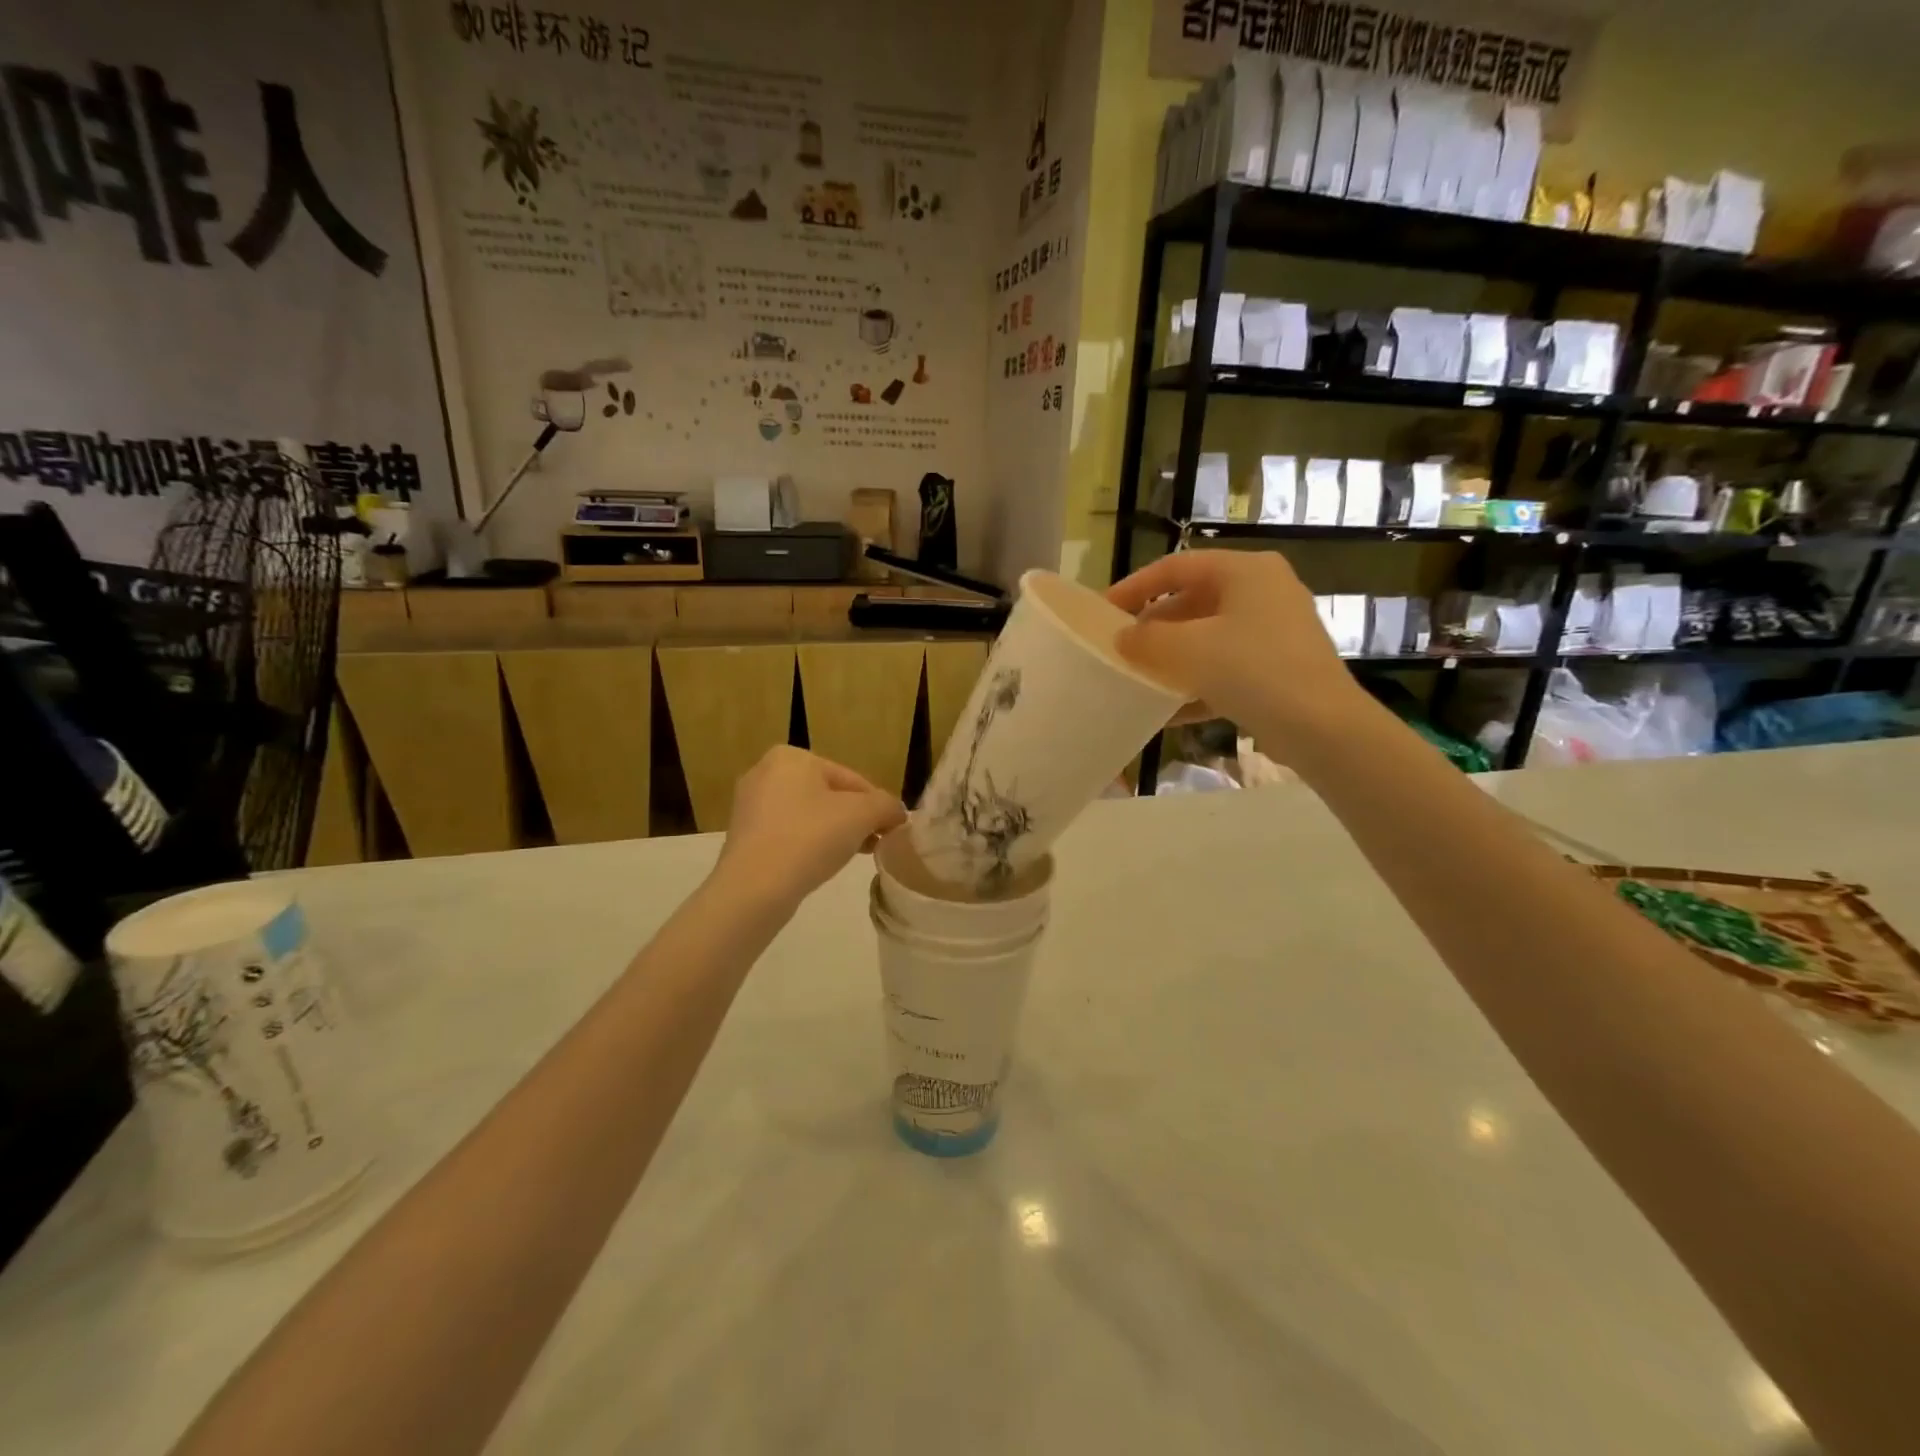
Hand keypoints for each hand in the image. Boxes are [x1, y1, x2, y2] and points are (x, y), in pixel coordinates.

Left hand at [715, 747, 905, 911]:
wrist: (754, 889)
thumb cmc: (810, 838)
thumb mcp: (862, 815)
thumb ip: (887, 806)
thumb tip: (897, 813)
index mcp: (792, 756)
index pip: (852, 779)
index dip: (877, 805)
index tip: (892, 830)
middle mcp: (765, 771)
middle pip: (829, 795)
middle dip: (856, 819)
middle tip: (876, 844)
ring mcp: (750, 805)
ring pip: (809, 815)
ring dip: (835, 833)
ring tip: (853, 856)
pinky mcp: (744, 836)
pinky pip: (788, 833)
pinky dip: (808, 844)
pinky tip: (821, 864)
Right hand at [1107, 551, 1371, 758]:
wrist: (1322, 727)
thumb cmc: (1253, 670)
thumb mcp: (1189, 649)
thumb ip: (1147, 639)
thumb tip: (1123, 637)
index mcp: (1246, 571)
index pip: (1177, 567)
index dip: (1135, 587)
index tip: (1104, 612)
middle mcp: (1264, 593)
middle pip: (1193, 603)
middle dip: (1154, 628)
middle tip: (1122, 650)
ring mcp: (1274, 633)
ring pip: (1208, 639)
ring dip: (1172, 660)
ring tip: (1139, 680)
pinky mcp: (1278, 670)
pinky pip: (1226, 670)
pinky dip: (1197, 685)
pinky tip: (1169, 713)